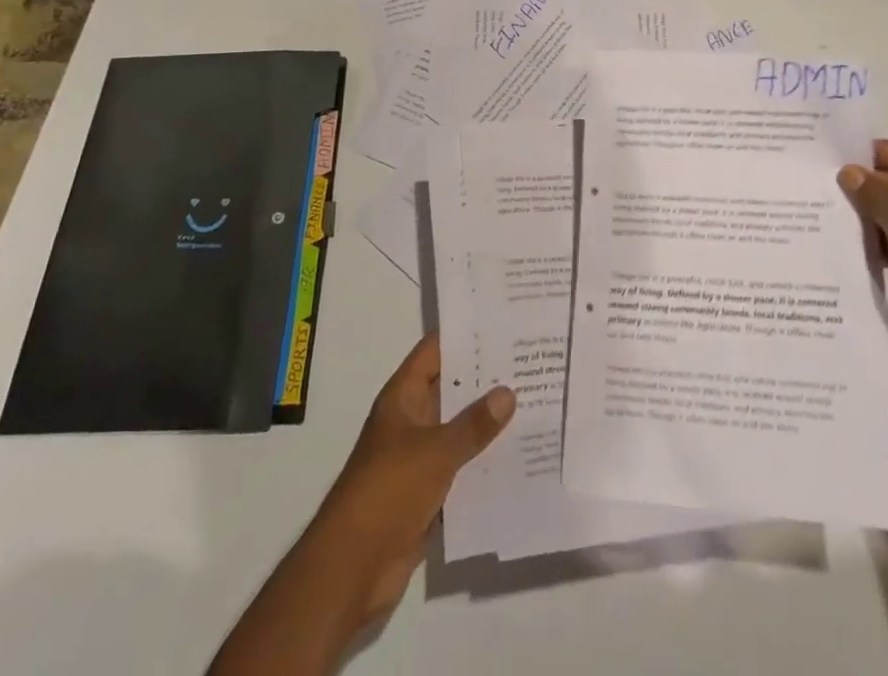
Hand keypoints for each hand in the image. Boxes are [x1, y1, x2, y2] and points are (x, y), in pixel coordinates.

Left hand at [306, 334, 515, 626]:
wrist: (352, 568)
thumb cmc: (388, 492)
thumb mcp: (435, 452)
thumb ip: (473, 424)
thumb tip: (508, 391)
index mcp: (403, 397)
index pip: (435, 351)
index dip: (464, 333)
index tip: (501, 319)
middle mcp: (412, 420)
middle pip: (452, 388)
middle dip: (486, 376)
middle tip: (530, 358)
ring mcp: (419, 457)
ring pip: (460, 428)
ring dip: (489, 420)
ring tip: (535, 399)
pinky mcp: (428, 492)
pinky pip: (462, 466)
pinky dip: (485, 460)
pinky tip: (520, 453)